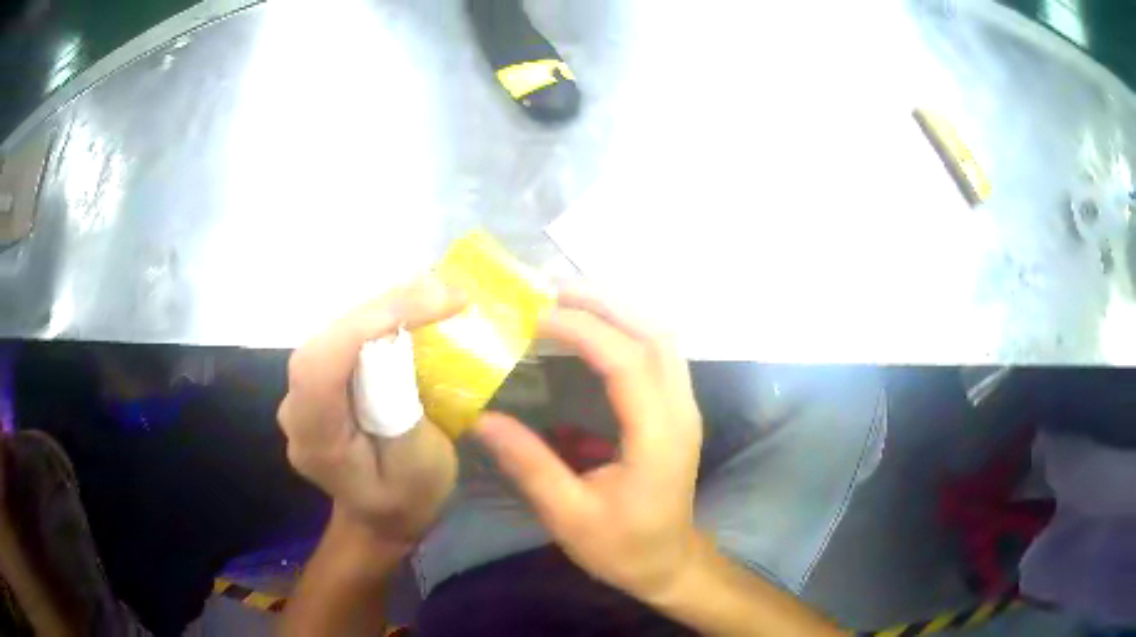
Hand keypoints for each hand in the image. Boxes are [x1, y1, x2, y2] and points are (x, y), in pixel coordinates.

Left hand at [278, 275, 466, 543]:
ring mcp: (302, 393)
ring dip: (385, 308)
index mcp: (316, 440)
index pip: (320, 367)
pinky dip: (380, 319)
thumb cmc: (405, 502)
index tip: (431, 303)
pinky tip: (413, 309)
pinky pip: (346, 339)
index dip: (367, 325)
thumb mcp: (419, 470)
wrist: (381, 518)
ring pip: (336, 331)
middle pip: (329, 339)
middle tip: (447, 292)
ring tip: (436, 294)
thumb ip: (402, 413)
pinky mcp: (319, 382)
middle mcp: (296, 409)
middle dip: (385, 308)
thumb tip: (401, 344)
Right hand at [474, 286, 703, 600]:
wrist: (670, 563)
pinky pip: (659, 352)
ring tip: (567, 300)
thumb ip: (529, 465)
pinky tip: (595, 329)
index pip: (626, 360)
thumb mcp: (569, 516)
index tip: (534, 315)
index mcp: (658, 436)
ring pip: (661, 336)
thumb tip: (481, 419)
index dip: (582, 329)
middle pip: (653, 333)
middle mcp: (681, 410)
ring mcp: (685, 407)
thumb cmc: (623, 547)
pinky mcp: (678, 410)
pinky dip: (627, 329)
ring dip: (617, 310)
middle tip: (549, 290)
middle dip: (602, 303)